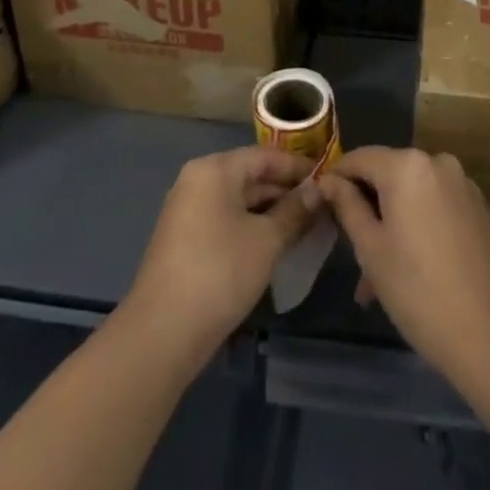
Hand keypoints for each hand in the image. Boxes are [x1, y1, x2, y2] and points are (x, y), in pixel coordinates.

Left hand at [124, 146, 320, 358]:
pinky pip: (225, 220)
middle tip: (322, 207)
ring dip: (270, 212)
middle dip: (286, 191)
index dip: (298, 166)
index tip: (328, 178)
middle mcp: (197, 181)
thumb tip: (318, 190)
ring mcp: (188, 211)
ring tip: (306, 226)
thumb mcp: (266, 240)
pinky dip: (251, 227)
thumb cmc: (220, 272)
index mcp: (214, 169)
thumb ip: (295, 211)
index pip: (265, 156)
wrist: (162, 333)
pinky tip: (275, 244)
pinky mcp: (185, 239)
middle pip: (250, 176)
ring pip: (238, 201)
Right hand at [316, 147, 489, 380]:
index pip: (359, 158)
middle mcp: (436, 161)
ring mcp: (461, 183)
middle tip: (351, 251)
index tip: (323, 206)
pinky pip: (435, 204)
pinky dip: (418, 224)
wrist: (488, 333)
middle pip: (388, 174)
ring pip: (412, 193)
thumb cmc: (417, 289)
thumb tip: (328, 180)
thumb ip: (347, 205)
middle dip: (367, 207)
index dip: (337, 179)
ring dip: (393, 222)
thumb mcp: (370, 248)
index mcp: (406, 165)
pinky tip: (411, 266)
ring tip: (378, 275)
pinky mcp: (478, 207)